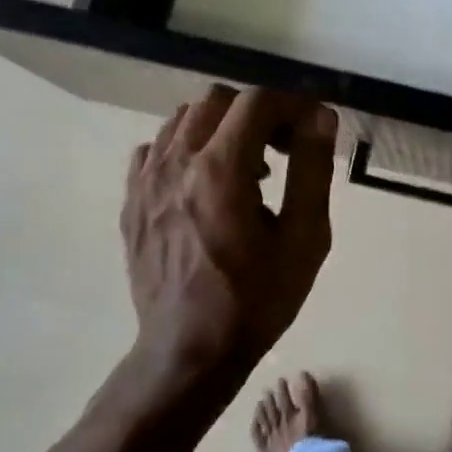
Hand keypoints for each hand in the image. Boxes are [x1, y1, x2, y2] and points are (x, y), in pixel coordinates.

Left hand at [121, 85, 336, 387]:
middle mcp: (176, 163)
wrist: (190, 350)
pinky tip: (205, 183)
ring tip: (246, 167)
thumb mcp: (305, 237)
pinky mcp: (131, 201)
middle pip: (217, 100)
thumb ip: (312, 168)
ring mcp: (145, 181)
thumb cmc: (257, 298)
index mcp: (221, 170)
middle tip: (283, 149)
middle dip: (257, 113)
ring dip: (222, 127)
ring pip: (183, 119)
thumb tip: (320, 116)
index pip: (257, 102)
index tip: (312, 130)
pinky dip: (185, 149)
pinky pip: (155, 149)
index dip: (292, 105)